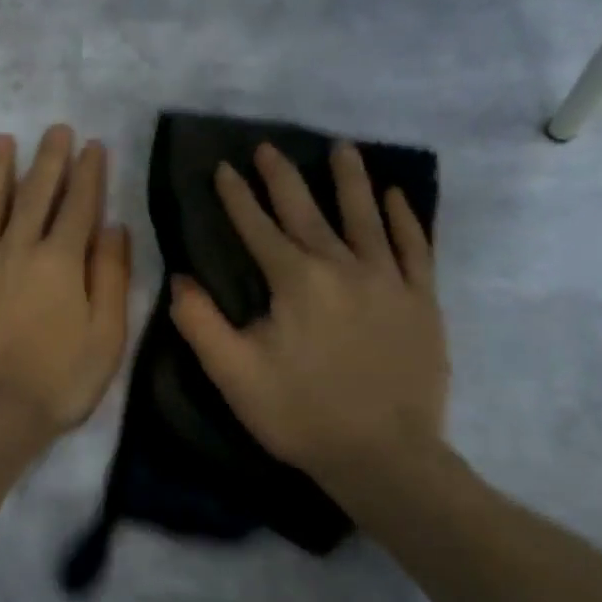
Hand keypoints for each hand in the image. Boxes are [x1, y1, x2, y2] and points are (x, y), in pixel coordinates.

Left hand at [0, 126, 132, 439]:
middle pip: (35, 194)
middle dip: (49, 159)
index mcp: (62, 261)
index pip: (79, 205)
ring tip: (1, 140)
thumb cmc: (59, 381)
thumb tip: (114, 227)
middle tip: (55, 130)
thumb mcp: (107, 336)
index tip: (92, 146)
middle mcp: (18, 248)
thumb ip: (112, 277)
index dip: (89, 173)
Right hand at [170, 141, 448, 490]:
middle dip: (283, 177)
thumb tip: (180, 278)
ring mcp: (388, 279)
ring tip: (342, 149)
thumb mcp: (234, 375)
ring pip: (366, 216)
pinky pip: (414, 246)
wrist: (383, 454)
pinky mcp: (421, 299)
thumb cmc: (300, 415)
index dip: (236, 197)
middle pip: (307, 211)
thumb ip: (201, 323)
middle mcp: (342, 266)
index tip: (223, 168)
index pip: (257, 228)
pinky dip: (403, 218)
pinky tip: (395, 197)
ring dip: (350, 180)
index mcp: (294, 281)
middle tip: (268, 147)